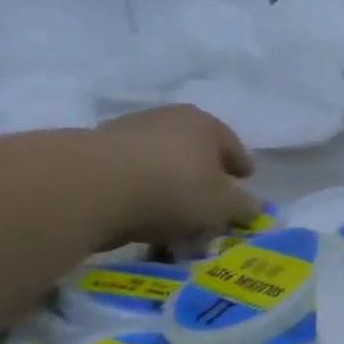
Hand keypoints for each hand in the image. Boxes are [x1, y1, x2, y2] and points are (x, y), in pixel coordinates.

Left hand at [85, 105, 260, 247]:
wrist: (87, 187)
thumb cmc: (174, 188)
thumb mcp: (222, 205)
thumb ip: (243, 207)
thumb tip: (256, 207)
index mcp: (205, 124)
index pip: (232, 146)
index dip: (241, 166)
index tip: (245, 181)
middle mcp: (167, 120)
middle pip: (193, 154)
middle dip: (202, 181)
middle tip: (209, 207)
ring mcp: (124, 134)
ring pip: (158, 167)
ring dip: (167, 191)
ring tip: (171, 223)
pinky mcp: (90, 155)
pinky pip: (127, 181)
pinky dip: (137, 198)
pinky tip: (139, 223)